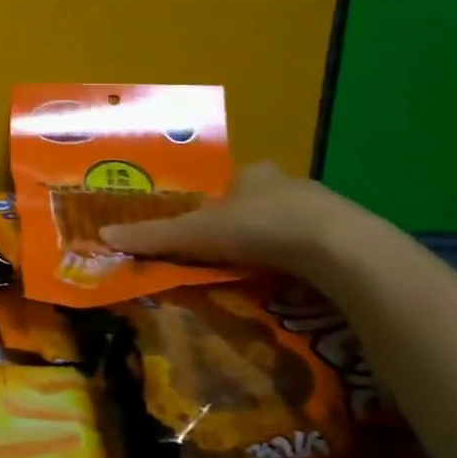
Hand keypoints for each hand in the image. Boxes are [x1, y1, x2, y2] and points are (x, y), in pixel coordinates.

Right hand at [97, 162, 368, 277]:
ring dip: (279, 243)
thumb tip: (103, 234)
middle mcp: (290, 183)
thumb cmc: (260, 227)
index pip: (230, 184)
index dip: (217, 203)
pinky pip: (321, 248)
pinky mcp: (353, 237)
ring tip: (263, 273)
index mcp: (253, 174)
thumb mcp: (196, 234)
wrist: (340, 249)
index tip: (208, 229)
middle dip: (247, 223)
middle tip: (232, 253)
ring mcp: (327, 209)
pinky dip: (306, 262)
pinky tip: (298, 283)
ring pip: (293, 224)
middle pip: (261, 201)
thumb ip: (153, 237)